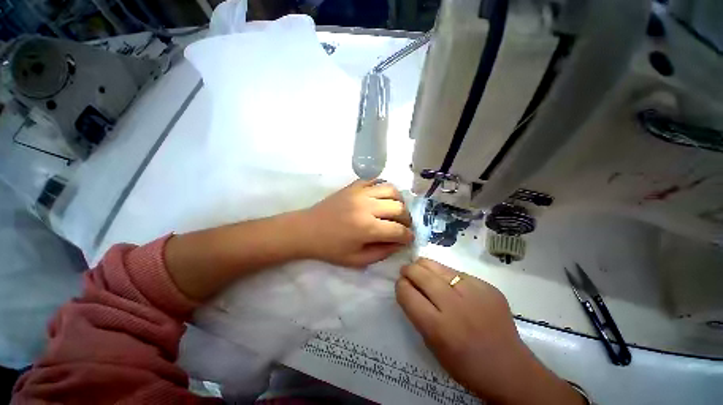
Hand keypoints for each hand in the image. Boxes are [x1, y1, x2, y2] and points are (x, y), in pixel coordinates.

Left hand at [300, 180, 413, 267]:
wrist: (307, 229)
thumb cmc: (330, 248)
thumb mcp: (357, 260)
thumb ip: (382, 252)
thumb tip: (399, 243)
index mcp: (367, 228)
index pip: (399, 230)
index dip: (408, 236)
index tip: (408, 238)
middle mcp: (367, 207)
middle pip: (399, 208)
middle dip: (407, 219)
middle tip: (402, 226)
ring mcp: (360, 193)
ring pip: (391, 190)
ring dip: (398, 201)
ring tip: (395, 209)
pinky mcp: (353, 186)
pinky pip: (375, 180)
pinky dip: (383, 188)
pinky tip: (381, 197)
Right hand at [396, 259, 583, 404]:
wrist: (510, 369)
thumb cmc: (465, 365)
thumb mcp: (433, 346)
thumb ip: (418, 314)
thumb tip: (408, 288)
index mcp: (438, 327)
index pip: (407, 293)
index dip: (400, 285)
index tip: (401, 284)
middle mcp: (454, 306)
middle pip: (420, 274)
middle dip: (408, 270)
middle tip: (406, 271)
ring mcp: (473, 292)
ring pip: (437, 266)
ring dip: (424, 266)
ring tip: (421, 268)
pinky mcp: (486, 286)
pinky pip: (457, 272)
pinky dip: (446, 274)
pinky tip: (448, 282)